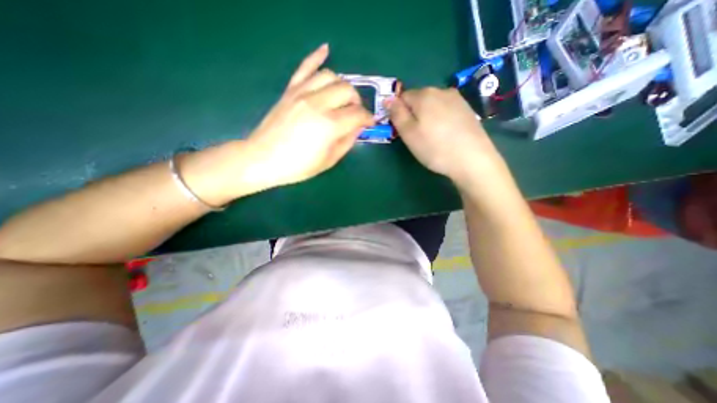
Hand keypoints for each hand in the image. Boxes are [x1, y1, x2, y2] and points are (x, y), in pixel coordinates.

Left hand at [244, 43, 371, 188]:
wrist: (263, 159)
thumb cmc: (298, 166)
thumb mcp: (329, 160)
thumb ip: (347, 141)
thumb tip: (358, 128)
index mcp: (329, 125)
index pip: (358, 114)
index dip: (368, 119)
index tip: (369, 123)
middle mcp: (318, 103)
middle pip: (347, 90)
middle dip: (357, 102)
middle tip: (355, 113)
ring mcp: (302, 93)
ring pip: (331, 76)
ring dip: (342, 85)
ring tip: (343, 98)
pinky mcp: (290, 90)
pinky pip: (305, 67)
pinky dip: (316, 57)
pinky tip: (326, 50)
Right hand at [389, 87, 505, 186]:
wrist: (472, 159)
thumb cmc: (434, 148)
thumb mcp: (408, 134)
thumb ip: (396, 114)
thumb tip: (388, 99)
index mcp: (424, 95)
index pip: (402, 97)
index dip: (399, 113)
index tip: (403, 130)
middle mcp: (441, 90)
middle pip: (418, 99)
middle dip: (414, 114)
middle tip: (417, 136)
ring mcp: (457, 99)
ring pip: (433, 105)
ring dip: (428, 117)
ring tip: (433, 136)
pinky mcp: (467, 109)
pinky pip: (446, 110)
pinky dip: (441, 119)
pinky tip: (446, 134)